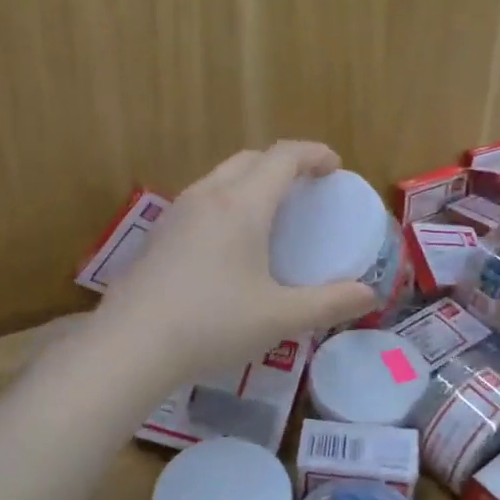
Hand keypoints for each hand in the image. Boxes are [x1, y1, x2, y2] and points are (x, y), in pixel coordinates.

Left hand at [95, 141, 377, 380]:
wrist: (130, 345)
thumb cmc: (212, 324)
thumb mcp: (280, 316)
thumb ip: (329, 303)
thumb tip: (369, 296)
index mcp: (242, 204)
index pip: (283, 157)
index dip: (313, 154)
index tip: (334, 167)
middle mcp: (207, 196)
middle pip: (250, 159)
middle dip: (283, 164)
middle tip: (306, 189)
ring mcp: (176, 213)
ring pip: (221, 178)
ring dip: (251, 182)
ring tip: (271, 214)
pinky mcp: (158, 236)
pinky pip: (201, 201)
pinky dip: (227, 204)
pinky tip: (230, 245)